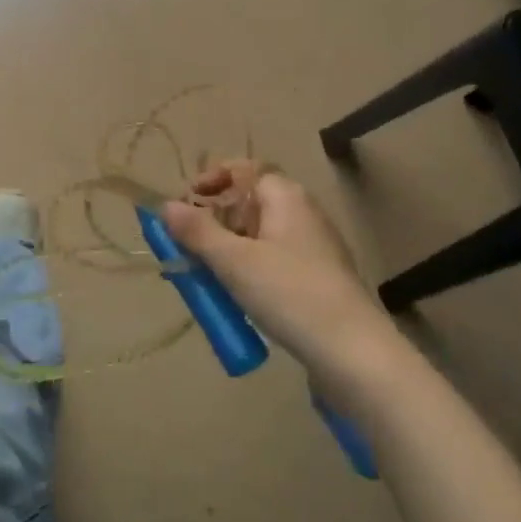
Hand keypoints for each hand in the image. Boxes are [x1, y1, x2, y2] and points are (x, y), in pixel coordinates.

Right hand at [161, 162, 376, 371]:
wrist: (354, 352)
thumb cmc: (290, 294)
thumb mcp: (234, 261)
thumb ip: (197, 231)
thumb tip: (166, 206)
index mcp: (285, 196)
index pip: (243, 169)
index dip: (210, 180)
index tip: (184, 205)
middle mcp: (301, 212)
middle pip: (247, 203)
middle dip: (212, 223)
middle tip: (186, 249)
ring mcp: (312, 247)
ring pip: (257, 237)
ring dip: (226, 252)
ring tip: (204, 280)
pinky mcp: (316, 278)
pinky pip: (271, 262)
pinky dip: (248, 272)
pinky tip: (235, 299)